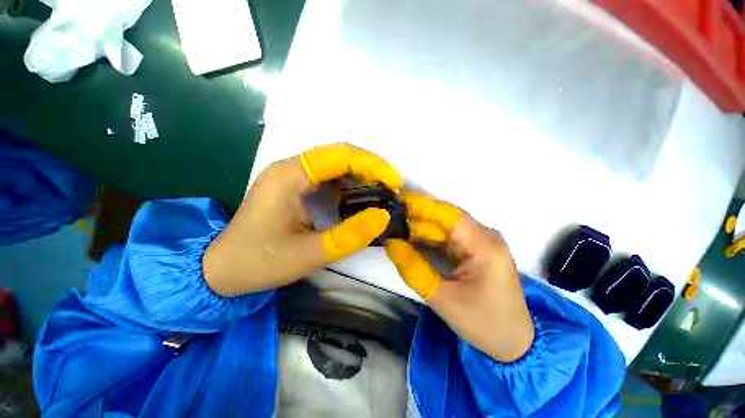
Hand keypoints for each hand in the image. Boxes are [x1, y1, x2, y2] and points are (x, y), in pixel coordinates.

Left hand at [204, 144, 402, 295]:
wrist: (222, 270)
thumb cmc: (259, 262)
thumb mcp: (309, 254)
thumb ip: (350, 236)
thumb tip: (383, 216)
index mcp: (290, 175)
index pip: (339, 155)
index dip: (372, 164)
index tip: (394, 181)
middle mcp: (291, 168)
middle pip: (339, 155)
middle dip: (370, 168)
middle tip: (392, 186)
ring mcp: (292, 176)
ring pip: (335, 165)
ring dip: (361, 175)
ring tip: (381, 192)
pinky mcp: (294, 187)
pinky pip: (328, 177)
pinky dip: (349, 184)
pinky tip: (360, 198)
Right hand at [384, 194, 533, 361]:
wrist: (512, 342)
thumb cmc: (483, 323)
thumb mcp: (443, 299)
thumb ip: (413, 269)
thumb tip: (390, 243)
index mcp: (484, 244)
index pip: (448, 214)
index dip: (420, 206)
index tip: (395, 202)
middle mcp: (483, 236)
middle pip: (443, 219)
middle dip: (414, 219)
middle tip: (387, 218)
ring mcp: (479, 242)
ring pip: (442, 228)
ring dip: (418, 229)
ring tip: (392, 228)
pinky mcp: (473, 249)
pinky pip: (445, 239)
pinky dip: (426, 240)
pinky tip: (408, 241)